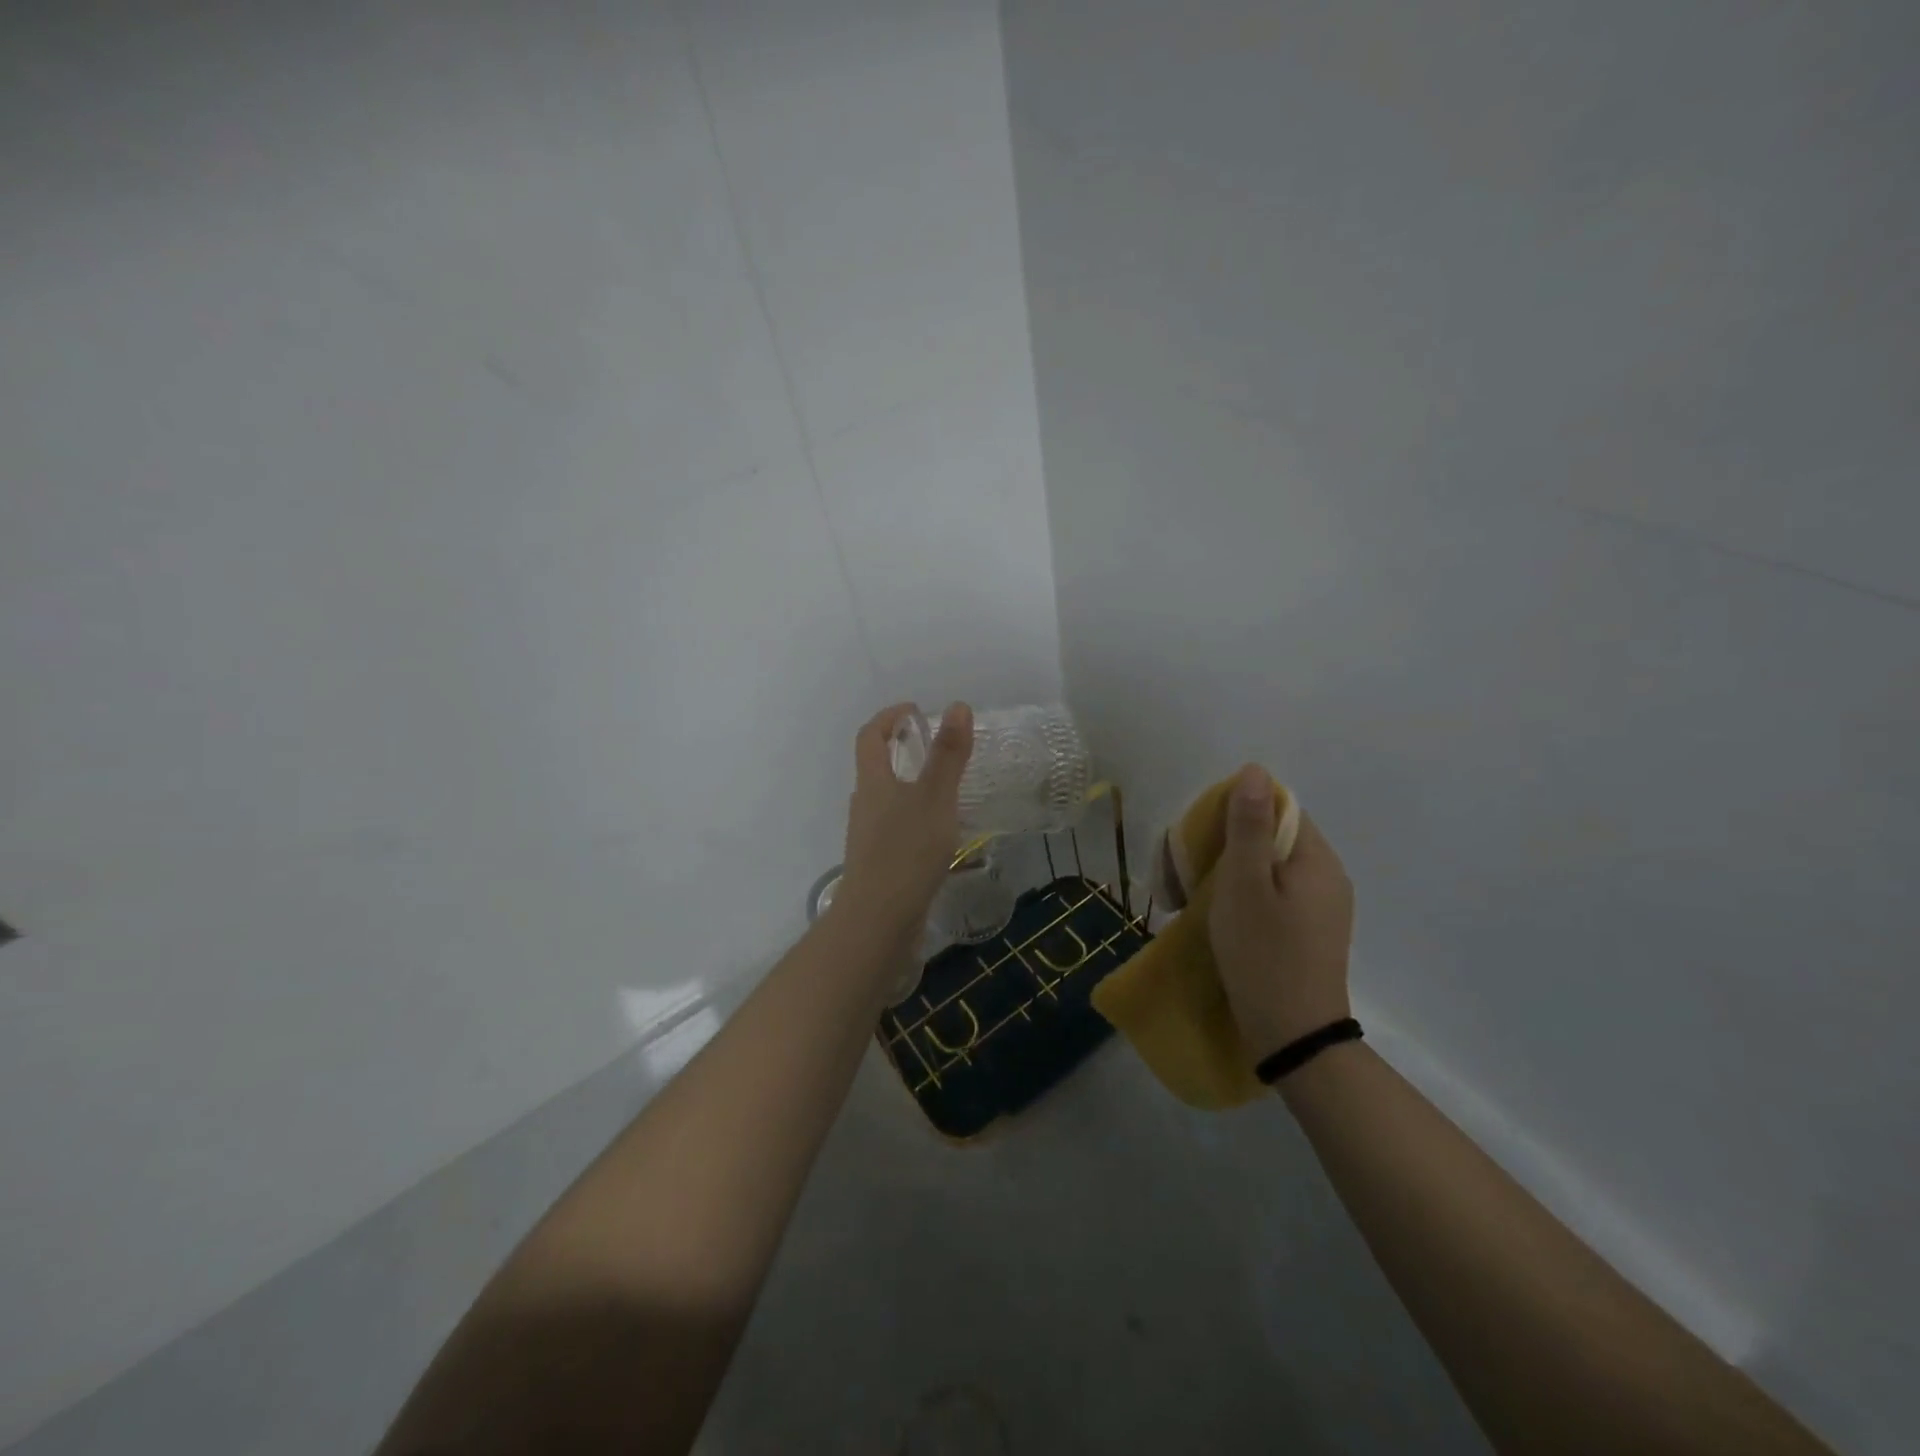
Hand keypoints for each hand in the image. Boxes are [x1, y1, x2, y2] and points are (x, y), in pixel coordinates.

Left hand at [833, 702, 973, 941]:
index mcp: (873, 782)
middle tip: (936, 748)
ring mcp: (869, 837)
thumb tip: (957, 707)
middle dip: (901, 751)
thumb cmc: (906, 851)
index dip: (889, 718)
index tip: (916, 712)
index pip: (870, 736)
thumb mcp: (935, 797)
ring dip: (910, 786)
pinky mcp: (880, 864)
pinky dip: (915, 818)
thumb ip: (948, 755)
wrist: (879, 920)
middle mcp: (865, 805)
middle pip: (876, 767)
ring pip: (887, 800)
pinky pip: (896, 828)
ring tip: (946, 789)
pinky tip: (940, 834)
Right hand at [1208, 764, 1354, 1061]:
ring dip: (1223, 876)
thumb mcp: (1244, 884)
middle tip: (1179, 879)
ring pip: (1265, 869)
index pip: (1277, 809)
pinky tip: (1213, 919)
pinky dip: (1239, 899)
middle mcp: (1326, 877)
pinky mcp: (1309, 933)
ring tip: (1185, 901)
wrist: (1293, 1038)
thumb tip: (1256, 770)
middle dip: (1220, 849)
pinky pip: (1271, 897)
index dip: (1233, 813)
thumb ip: (1249, 825)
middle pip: (1268, 839)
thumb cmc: (1263, 953)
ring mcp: (1321, 908)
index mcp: (1316, 859)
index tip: (1198, 841)